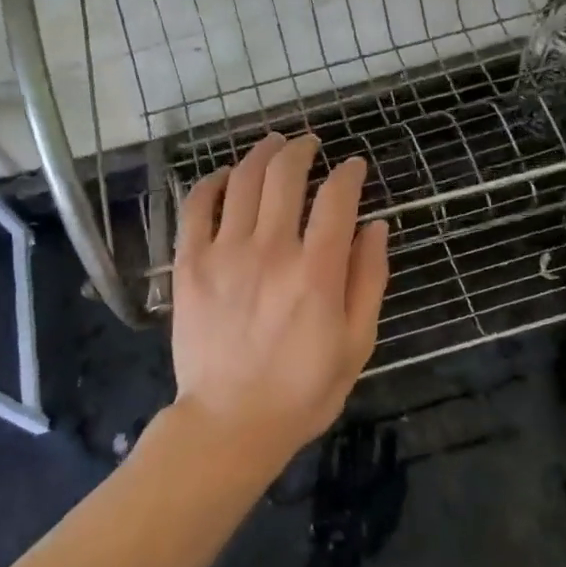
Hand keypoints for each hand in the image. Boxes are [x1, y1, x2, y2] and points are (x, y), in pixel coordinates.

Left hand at [170, 133, 389, 461]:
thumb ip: (369, 279)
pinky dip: (212, 182)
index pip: (336, 199)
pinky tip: (225, 175)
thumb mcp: (356, 343)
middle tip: (310, 143)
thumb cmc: (302, 390)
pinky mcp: (190, 264)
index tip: (354, 167)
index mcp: (317, 272)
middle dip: (302, 150)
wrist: (230, 423)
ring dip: (262, 154)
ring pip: (243, 181)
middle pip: (286, 175)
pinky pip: (197, 207)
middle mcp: (271, 251)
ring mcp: (225, 253)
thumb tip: (375, 226)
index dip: (348, 173)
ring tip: (274, 144)